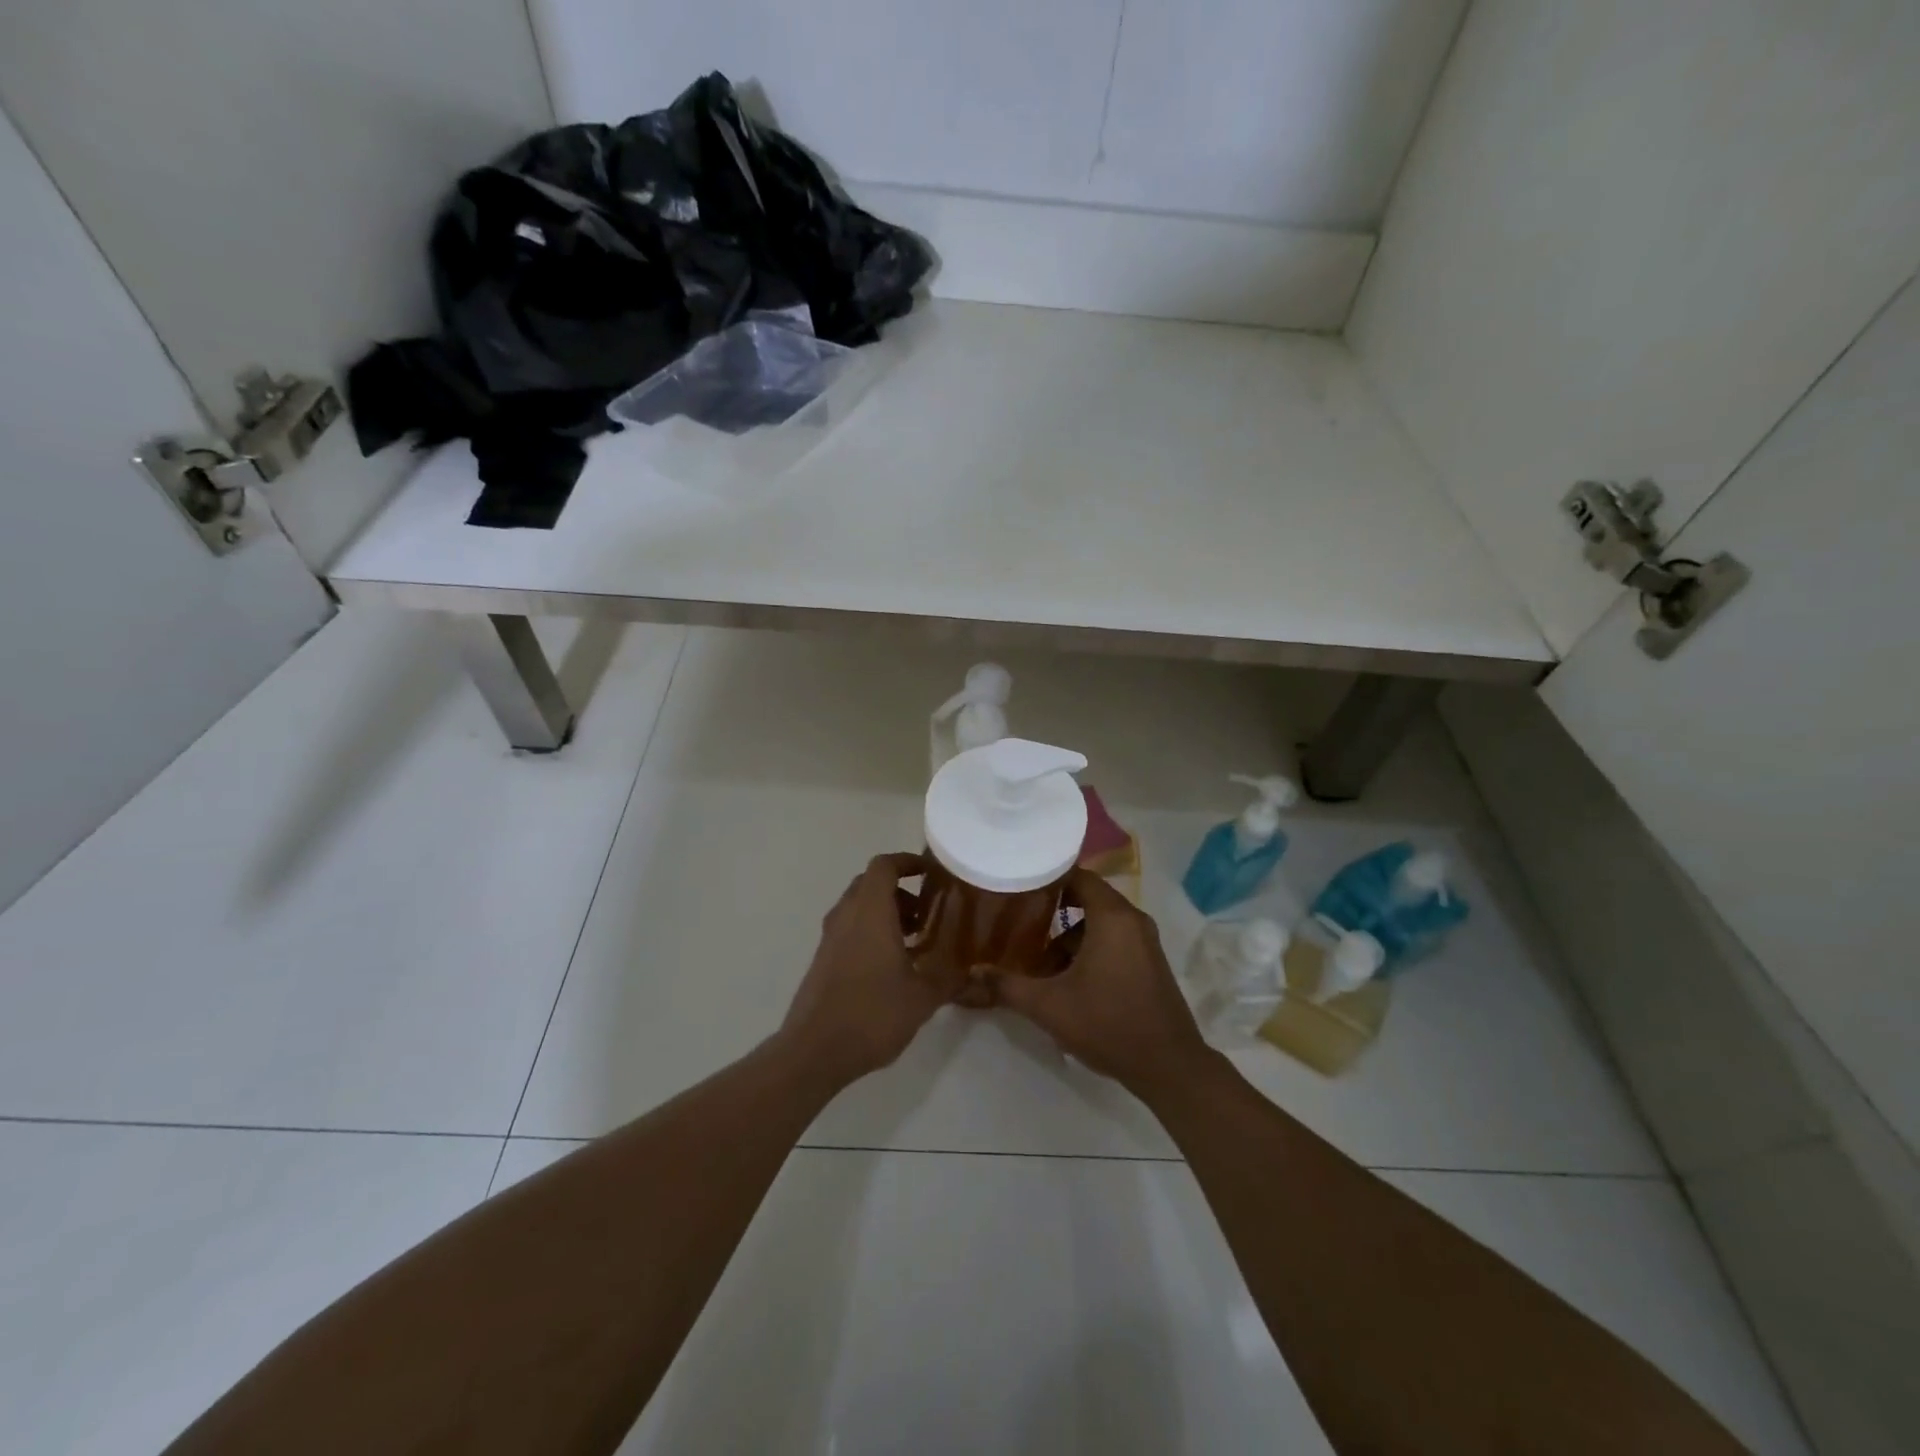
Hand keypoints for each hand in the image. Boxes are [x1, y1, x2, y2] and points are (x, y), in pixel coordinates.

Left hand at [779, 853, 964, 1087]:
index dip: (907, 861)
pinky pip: (850, 929)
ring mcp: (830, 937)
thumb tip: (973, 970)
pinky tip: (892, 966)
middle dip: (900, 891)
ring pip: (859, 907)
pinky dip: (871, 932)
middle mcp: (846, 915)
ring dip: (886, 913)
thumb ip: (950, 977)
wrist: (814, 1052)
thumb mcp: (923, 997)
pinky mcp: (823, 959)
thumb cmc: (872, 1013)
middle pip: (870, 884)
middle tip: (927, 913)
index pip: (884, 866)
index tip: (930, 873)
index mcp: (870, 911)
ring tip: (915, 942)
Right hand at [989, 869, 1213, 1097]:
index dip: (1046, 877)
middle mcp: (1132, 920)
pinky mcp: (1148, 963)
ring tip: (1036, 959)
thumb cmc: (1108, 1024)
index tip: (1016, 885)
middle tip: (1017, 919)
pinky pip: (1113, 940)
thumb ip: (1008, 986)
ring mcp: (1144, 942)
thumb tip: (971, 974)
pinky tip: (1065, 978)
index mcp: (1113, 917)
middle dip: (1051, 910)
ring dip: (1068, 937)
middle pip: (1086, 898)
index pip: (1077, 876)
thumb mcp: (1049, 1006)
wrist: (1169, 1067)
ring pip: (1098, 924)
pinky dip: (1088, 949)